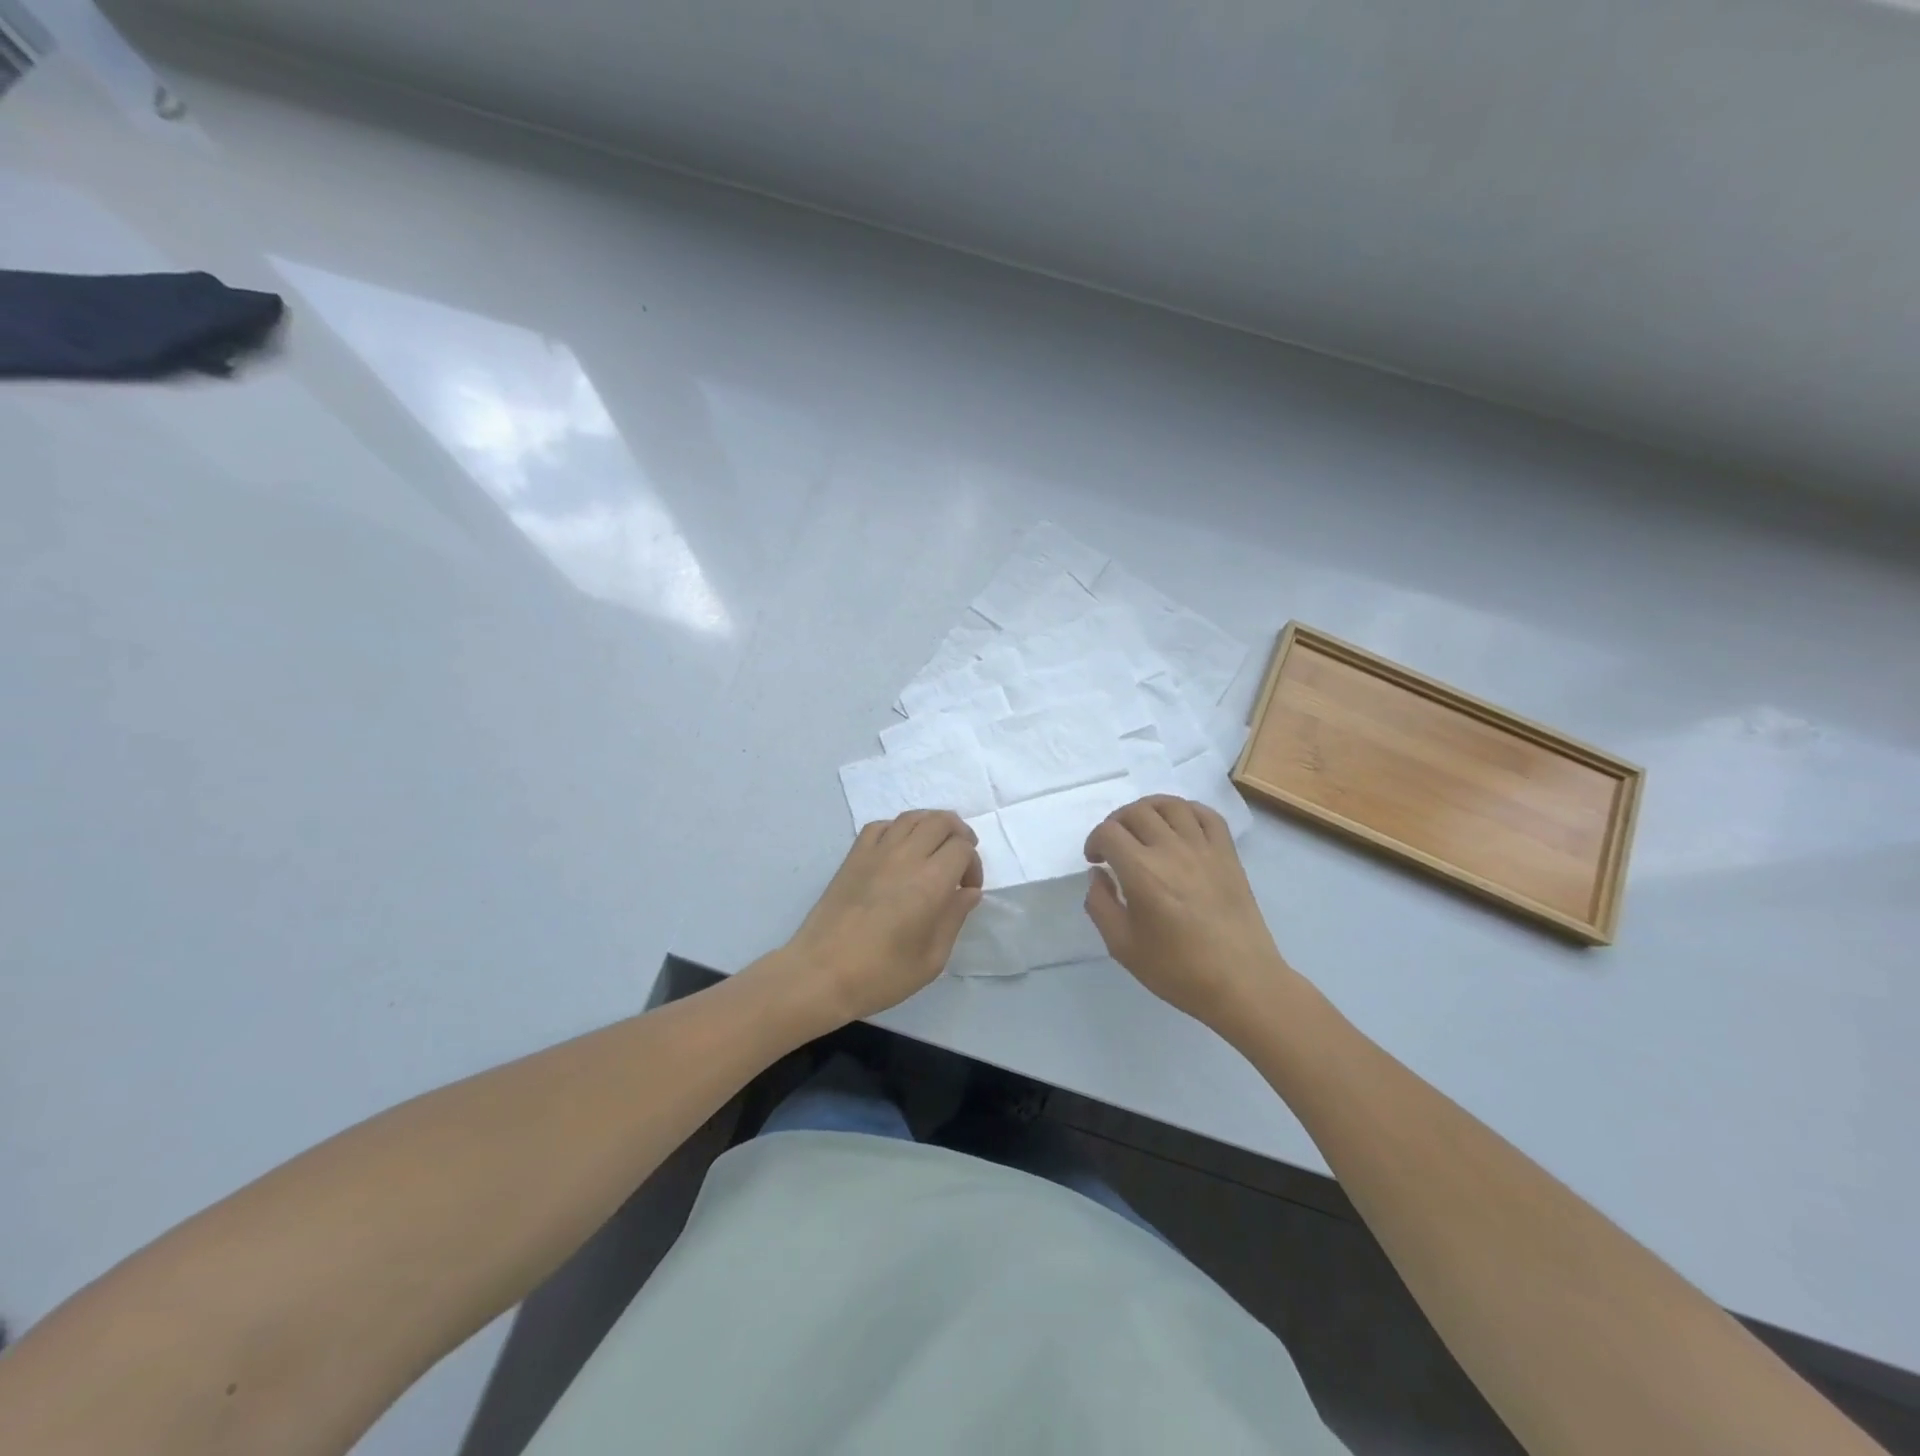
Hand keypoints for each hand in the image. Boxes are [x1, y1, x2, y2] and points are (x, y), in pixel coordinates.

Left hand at [782, 810, 983, 1023]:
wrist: (821, 974)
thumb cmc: (881, 974)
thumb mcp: (931, 959)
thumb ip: (954, 919)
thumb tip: (969, 892)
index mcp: (930, 882)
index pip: (962, 848)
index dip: (973, 864)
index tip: (968, 890)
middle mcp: (906, 857)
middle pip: (941, 821)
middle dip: (959, 834)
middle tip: (960, 860)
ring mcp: (876, 852)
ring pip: (911, 817)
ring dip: (931, 826)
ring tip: (934, 848)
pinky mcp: (853, 857)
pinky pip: (880, 826)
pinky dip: (897, 829)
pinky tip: (899, 849)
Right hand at [1083, 795, 1290, 1026]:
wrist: (1241, 983)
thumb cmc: (1178, 970)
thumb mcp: (1122, 947)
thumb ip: (1100, 905)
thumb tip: (1098, 875)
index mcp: (1142, 873)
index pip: (1108, 832)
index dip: (1094, 841)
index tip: (1095, 861)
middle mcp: (1171, 850)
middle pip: (1136, 812)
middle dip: (1117, 823)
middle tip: (1115, 845)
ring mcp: (1204, 848)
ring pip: (1171, 805)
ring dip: (1149, 809)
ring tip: (1143, 828)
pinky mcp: (1228, 854)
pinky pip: (1207, 815)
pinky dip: (1187, 811)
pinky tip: (1179, 826)